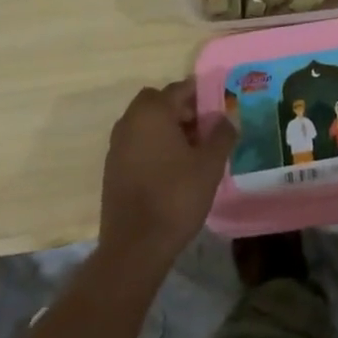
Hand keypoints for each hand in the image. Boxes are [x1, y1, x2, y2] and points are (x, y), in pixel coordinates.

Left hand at [98, 81, 236, 272]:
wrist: (134, 248)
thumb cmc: (176, 197)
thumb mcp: (210, 164)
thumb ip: (221, 134)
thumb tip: (225, 119)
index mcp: (152, 112)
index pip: (181, 89)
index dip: (203, 96)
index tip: (219, 112)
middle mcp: (130, 121)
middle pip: (160, 102)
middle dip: (182, 110)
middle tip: (204, 131)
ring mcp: (117, 145)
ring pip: (147, 123)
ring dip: (167, 129)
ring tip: (191, 153)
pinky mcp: (112, 169)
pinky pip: (137, 144)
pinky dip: (153, 147)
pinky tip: (172, 171)